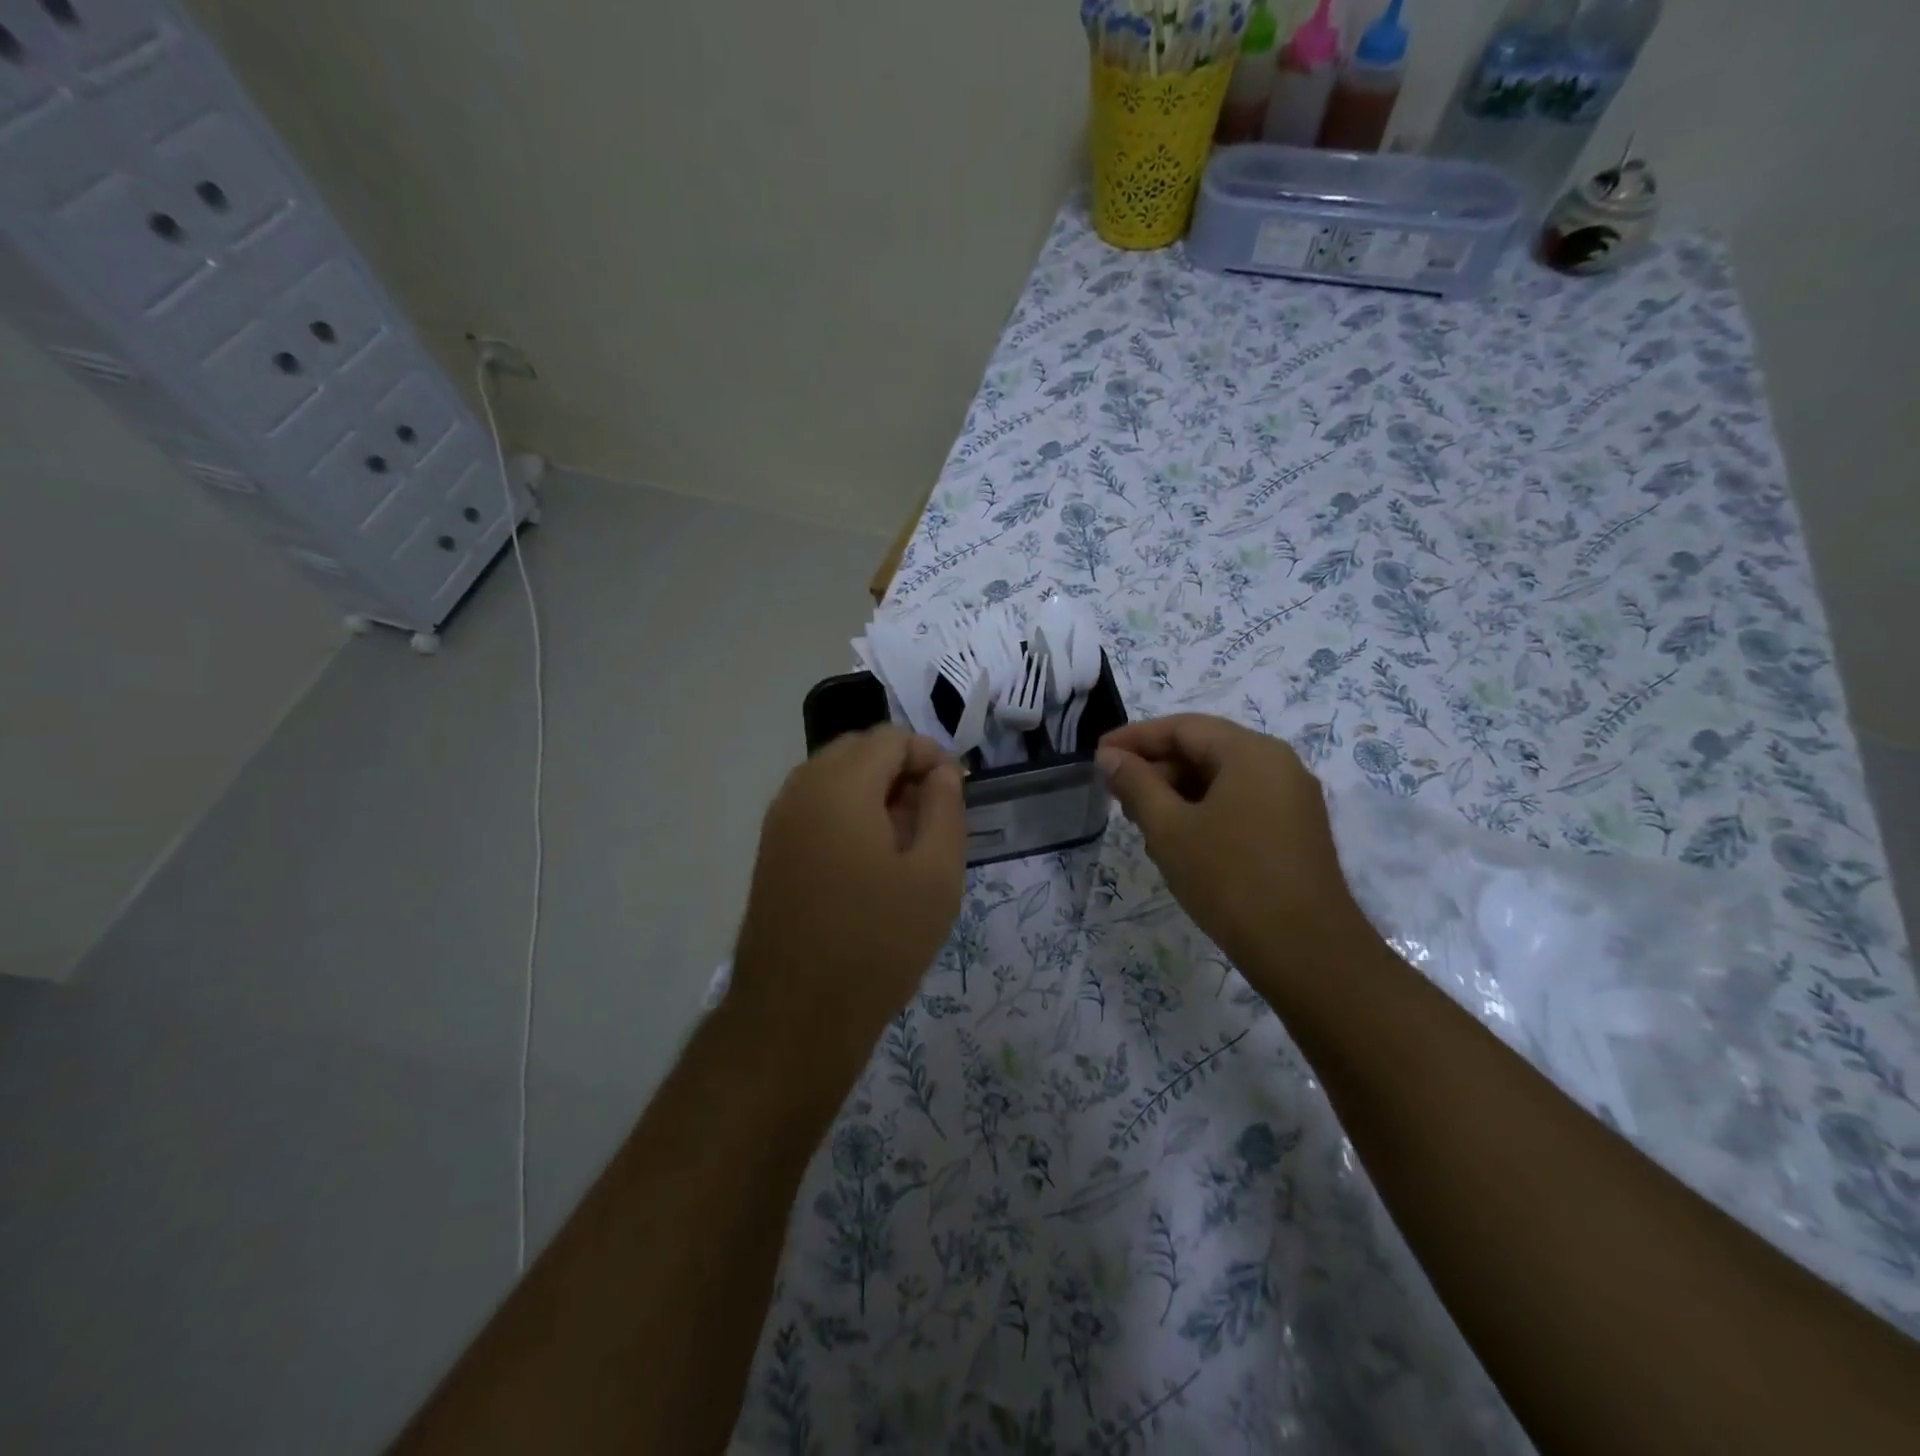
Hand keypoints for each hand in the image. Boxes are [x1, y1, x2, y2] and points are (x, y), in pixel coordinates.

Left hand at [732, 727, 965, 1075]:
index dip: (930, 755)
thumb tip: (942, 771)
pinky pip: (814, 804)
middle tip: (932, 814)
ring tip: (905, 836)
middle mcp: (802, 789)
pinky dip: (847, 809)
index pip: (891, 738)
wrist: (796, 1015)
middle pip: (858, 749)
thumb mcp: (936, 875)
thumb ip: (945, 808)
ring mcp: (779, 819)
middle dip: (900, 767)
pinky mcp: (771, 848)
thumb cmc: (878, 942)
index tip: (955, 793)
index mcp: (841, 786)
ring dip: (872, 788)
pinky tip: (869, 855)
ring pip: (833, 775)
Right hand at [1096, 714, 1373, 999]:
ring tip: (1142, 823)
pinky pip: (1240, 803)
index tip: (1097, 755)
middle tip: (1116, 795)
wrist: (1307, 952)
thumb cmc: (1230, 879)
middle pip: (1204, 749)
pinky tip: (1179, 841)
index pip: (1182, 727)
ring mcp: (1292, 798)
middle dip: (1156, 768)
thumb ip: (1135, 784)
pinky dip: (1204, 811)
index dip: (1134, 738)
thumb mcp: (1169, 829)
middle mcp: (1278, 764)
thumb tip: (1110, 756)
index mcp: (1250, 752)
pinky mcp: (1295, 830)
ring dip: (1177, 793)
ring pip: (1221, 779)